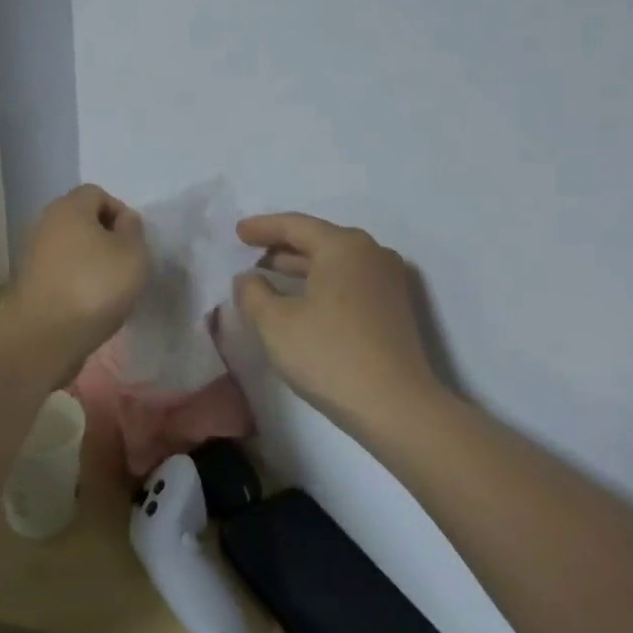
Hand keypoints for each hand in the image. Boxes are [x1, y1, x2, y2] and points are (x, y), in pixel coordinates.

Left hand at [9, 185, 149, 368]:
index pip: (97, 193)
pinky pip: (60, 271)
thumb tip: (123, 220)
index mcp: (69, 207)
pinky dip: (76, 281)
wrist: (44, 334)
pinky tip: (88, 304)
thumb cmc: (94, 285)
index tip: (133, 242)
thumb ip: (133, 229)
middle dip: (105, 238)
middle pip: (82, 220)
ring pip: (71, 247)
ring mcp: (33, 253)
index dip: (120, 212)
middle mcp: (46, 222)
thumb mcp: (132, 253)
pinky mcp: (29, 282)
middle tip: (124, 265)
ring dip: (90, 261)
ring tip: (109, 289)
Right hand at [233, 213, 454, 442]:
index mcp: (343, 246)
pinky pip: (349, 281)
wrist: (395, 406)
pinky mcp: (394, 308)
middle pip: (319, 240)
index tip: (237, 231)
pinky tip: (302, 300)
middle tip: (251, 251)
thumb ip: (253, 292)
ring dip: (301, 267)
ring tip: (269, 274)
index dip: (262, 227)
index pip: (295, 225)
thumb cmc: (329, 354)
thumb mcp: (275, 323)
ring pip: (335, 263)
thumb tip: (248, 278)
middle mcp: (371, 254)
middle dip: (282, 246)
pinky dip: (321, 283)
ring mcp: (387, 281)